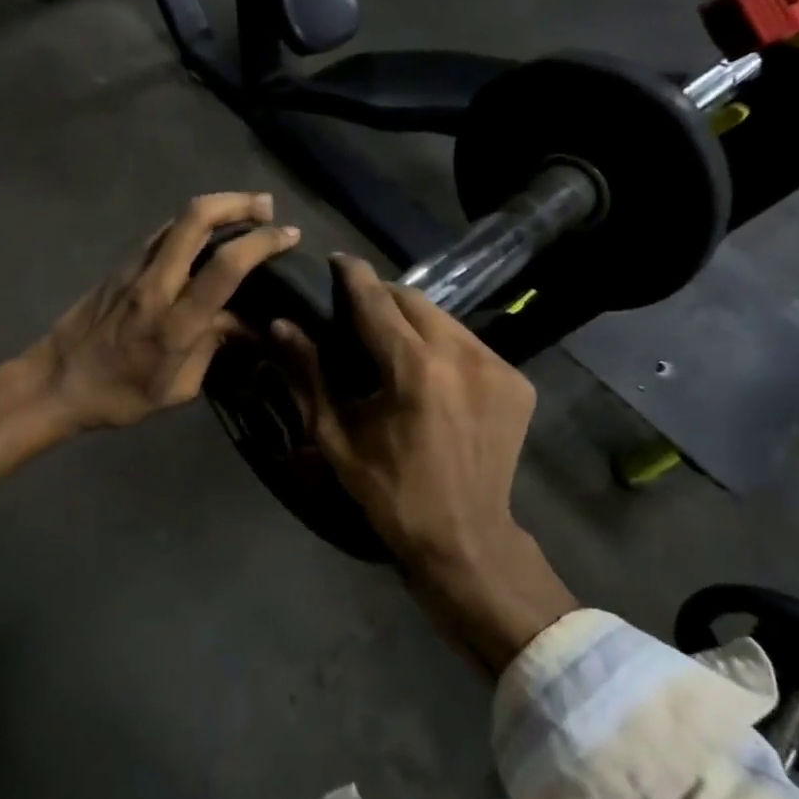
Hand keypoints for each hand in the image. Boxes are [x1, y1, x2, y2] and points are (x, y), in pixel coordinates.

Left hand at [0, 193, 300, 479]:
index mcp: (175, 323)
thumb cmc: (121, 396)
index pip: (226, 266)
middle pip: (196, 219)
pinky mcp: (120, 265)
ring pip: (177, 219)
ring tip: (244, 212)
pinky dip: (190, 225)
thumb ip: (213, 347)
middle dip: (238, 202)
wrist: (57, 382)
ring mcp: (133, 269)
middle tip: (266, 206)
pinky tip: (204, 235)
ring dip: (215, 207)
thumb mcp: (178, 389)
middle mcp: (155, 285)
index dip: (263, 243)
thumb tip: (241, 321)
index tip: (288, 236)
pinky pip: (161, 234)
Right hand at [276, 256, 577, 670]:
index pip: (377, 300)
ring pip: (445, 318)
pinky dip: (443, 344)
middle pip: (414, 300)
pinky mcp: (517, 382)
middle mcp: (462, 355)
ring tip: (390, 338)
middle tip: (356, 308)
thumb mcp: (337, 436)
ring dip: (414, 319)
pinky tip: (428, 368)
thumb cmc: (390, 491)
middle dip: (382, 296)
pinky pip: (470, 343)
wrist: (466, 538)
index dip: (353, 275)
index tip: (335, 259)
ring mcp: (498, 367)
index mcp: (415, 369)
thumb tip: (281, 324)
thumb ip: (309, 373)